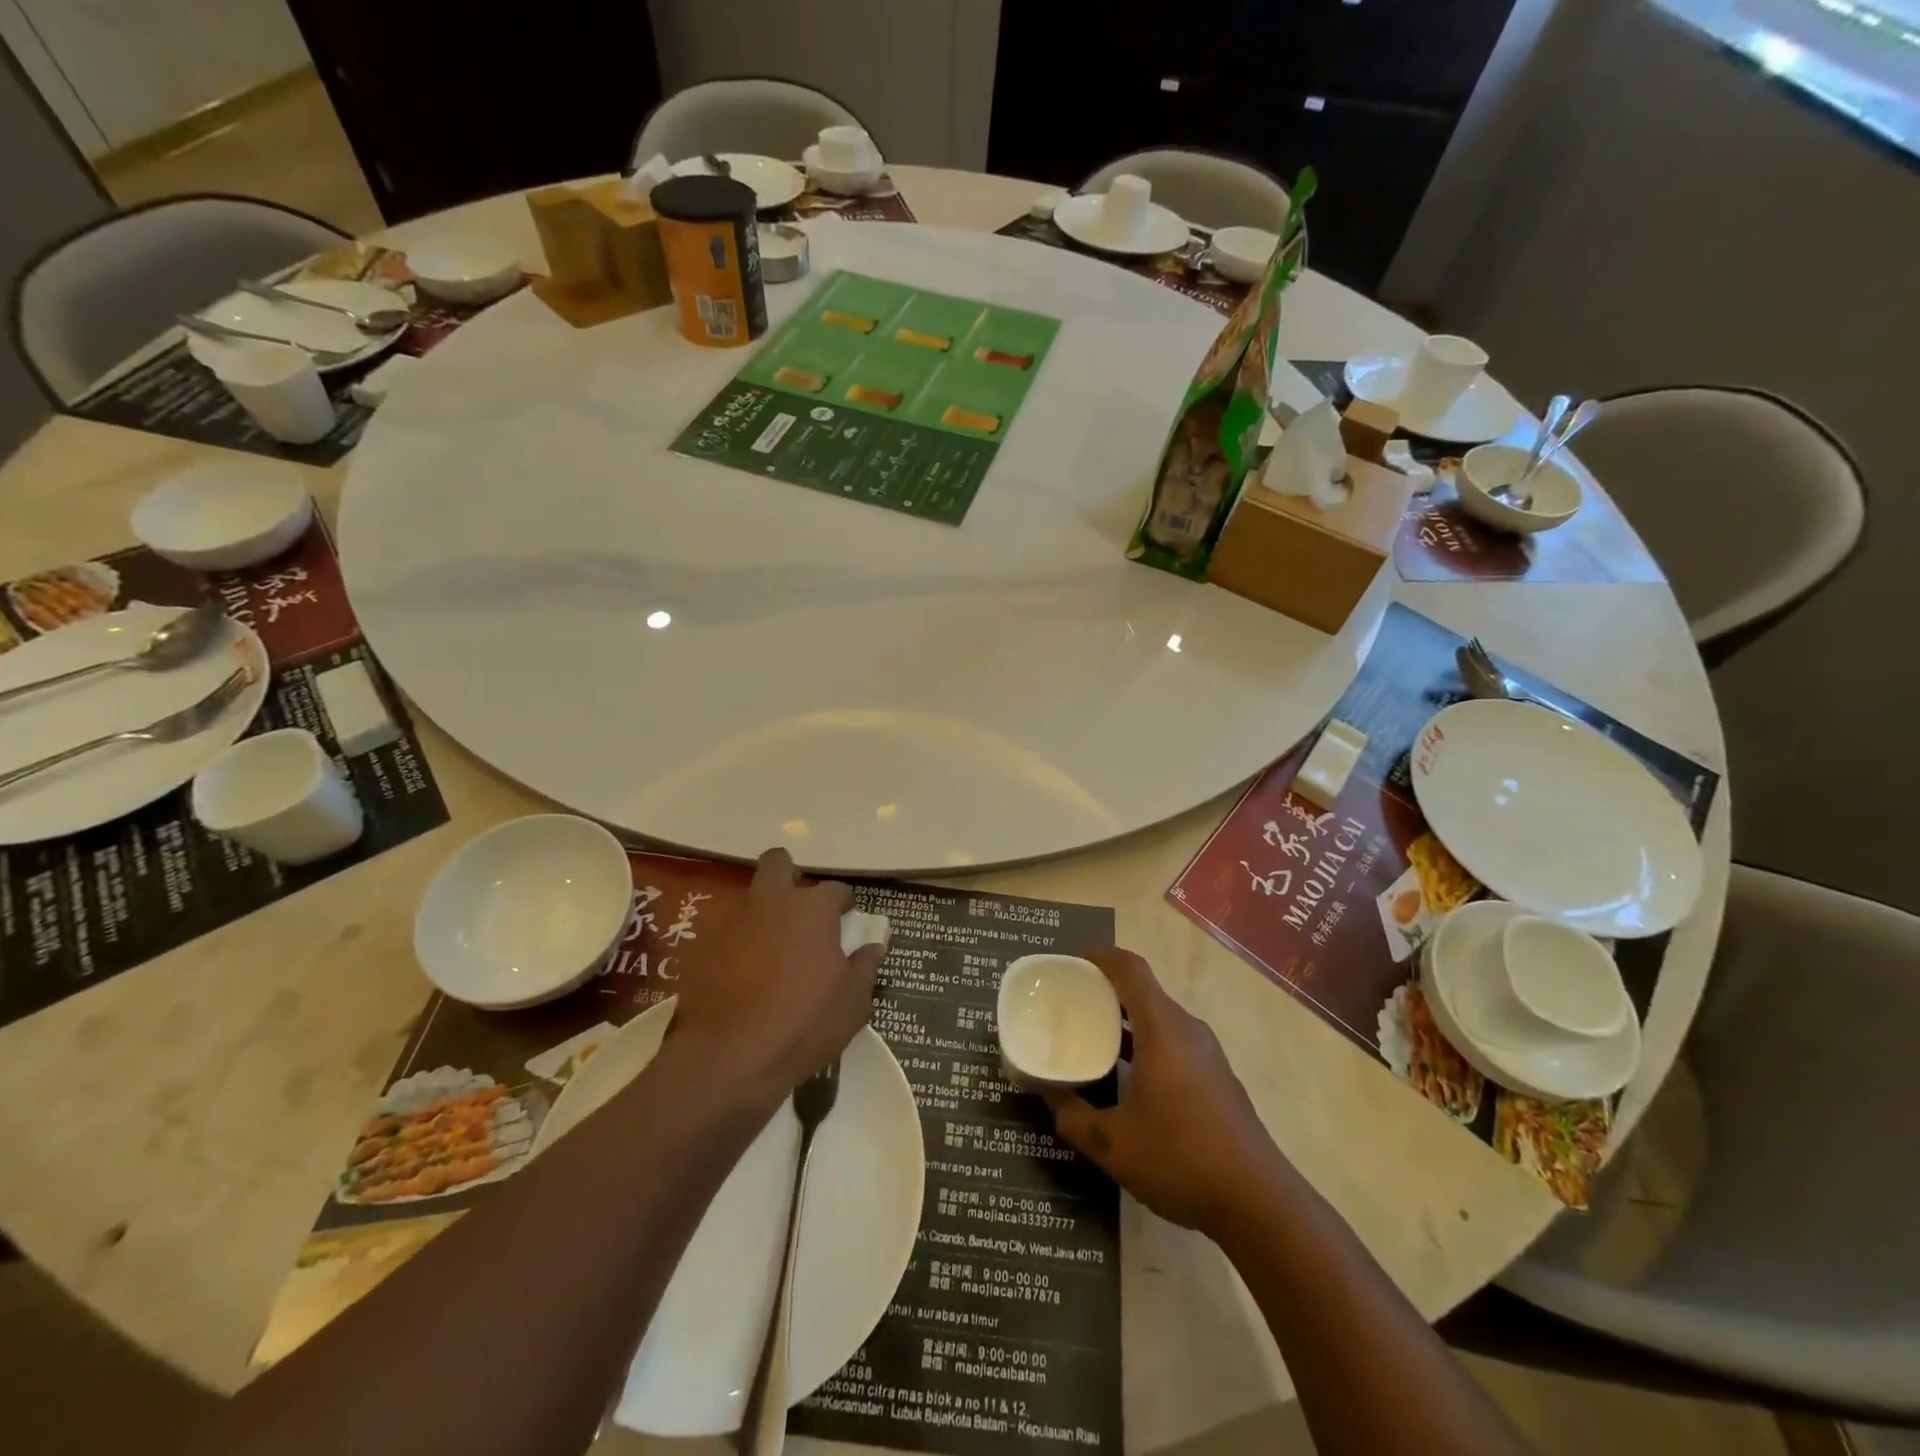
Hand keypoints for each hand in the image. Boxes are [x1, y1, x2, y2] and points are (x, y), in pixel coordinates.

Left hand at [668, 849, 881, 1106]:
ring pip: (748, 899)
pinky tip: (739, 977)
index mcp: (812, 909)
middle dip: (789, 875)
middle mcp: (770, 902)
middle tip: (798, 910)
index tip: (845, 918)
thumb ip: (865, 968)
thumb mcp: (852, 1004)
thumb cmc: (803, 1026)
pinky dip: (734, 946)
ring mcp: (730, 921)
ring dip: (760, 915)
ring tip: (768, 952)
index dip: (842, 903)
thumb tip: (873, 946)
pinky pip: (722, 934)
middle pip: (777, 863)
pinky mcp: (698, 946)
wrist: (726, 1059)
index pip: (835, 889)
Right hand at [1043, 949, 1280, 1237]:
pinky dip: (1146, 1042)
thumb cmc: (1181, 1158)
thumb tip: (1048, 1096)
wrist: (1259, 1202)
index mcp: (1162, 1029)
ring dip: (1127, 1019)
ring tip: (1093, 1037)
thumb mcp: (1113, 1144)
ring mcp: (1208, 1054)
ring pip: (1160, 1018)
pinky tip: (1129, 1078)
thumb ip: (1073, 1117)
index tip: (1070, 961)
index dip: (1100, 956)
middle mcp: (1188, 1030)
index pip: (1130, 969)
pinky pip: (1174, 1041)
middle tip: (1071, 1002)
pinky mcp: (1218, 1078)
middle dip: (1107, 989)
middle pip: (1144, 990)